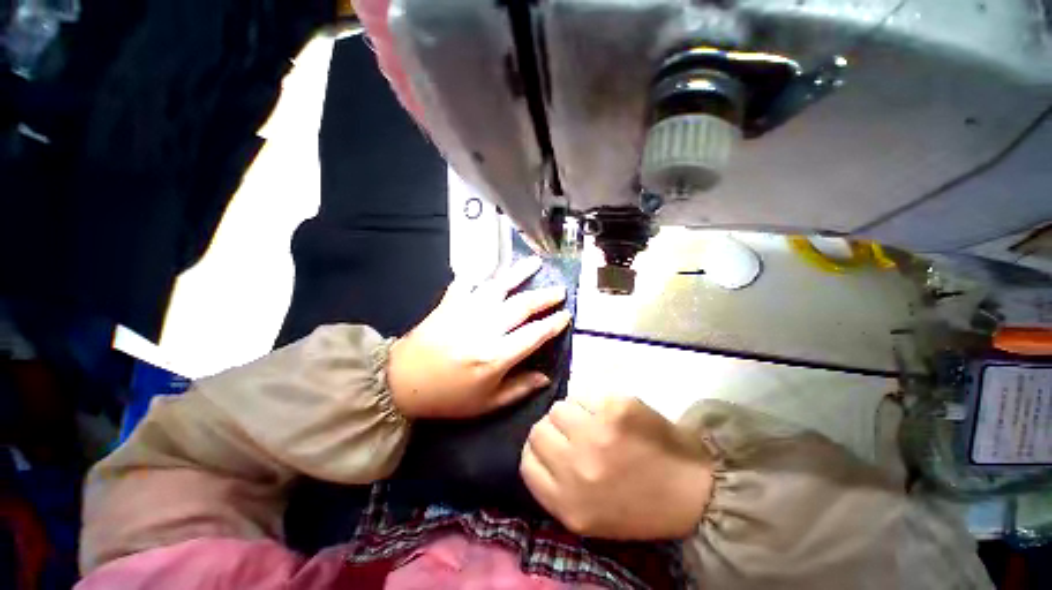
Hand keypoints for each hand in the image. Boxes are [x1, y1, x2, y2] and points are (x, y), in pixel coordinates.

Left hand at [388, 257, 570, 418]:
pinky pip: (467, 282)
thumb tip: (545, 377)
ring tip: (535, 263)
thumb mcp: (487, 404)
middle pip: (522, 305)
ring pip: (499, 286)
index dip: (553, 324)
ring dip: (519, 273)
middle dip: (545, 296)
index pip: (534, 334)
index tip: (566, 315)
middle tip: (560, 290)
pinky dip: (479, 273)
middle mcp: (485, 328)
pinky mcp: (449, 303)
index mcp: (495, 356)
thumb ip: (519, 389)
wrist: (401, 382)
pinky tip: (490, 267)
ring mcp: (466, 311)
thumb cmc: (447, 397)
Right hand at [521, 396, 713, 539]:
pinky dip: (593, 402)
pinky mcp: (616, 407)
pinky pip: (585, 394)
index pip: (526, 461)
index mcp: (567, 503)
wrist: (693, 491)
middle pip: (539, 428)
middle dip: (554, 429)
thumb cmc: (638, 505)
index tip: (551, 446)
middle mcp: (577, 467)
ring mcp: (597, 433)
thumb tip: (535, 447)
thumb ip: (554, 487)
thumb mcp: (587, 516)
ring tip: (595, 424)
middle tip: (576, 433)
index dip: (536, 450)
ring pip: (560, 407)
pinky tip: (612, 416)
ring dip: (573, 413)